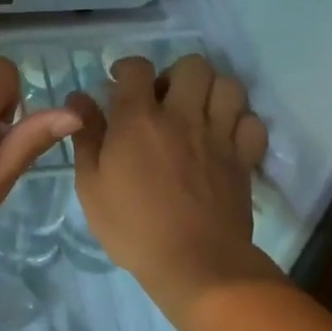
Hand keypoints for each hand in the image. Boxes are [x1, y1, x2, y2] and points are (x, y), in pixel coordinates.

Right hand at [67, 54, 272, 308]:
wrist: (196, 265)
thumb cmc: (133, 227)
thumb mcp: (91, 186)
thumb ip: (86, 137)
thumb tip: (79, 99)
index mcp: (139, 119)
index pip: (137, 67)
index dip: (127, 68)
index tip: (120, 83)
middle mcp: (182, 116)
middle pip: (192, 65)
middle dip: (176, 74)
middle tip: (165, 100)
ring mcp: (218, 135)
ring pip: (227, 85)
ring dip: (211, 92)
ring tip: (198, 113)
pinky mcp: (244, 158)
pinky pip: (252, 121)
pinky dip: (240, 122)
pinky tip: (224, 137)